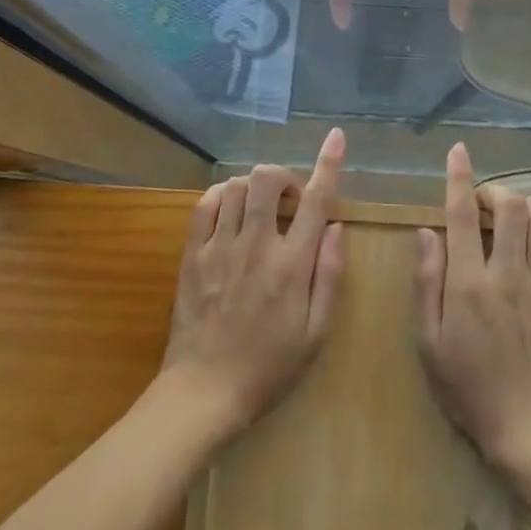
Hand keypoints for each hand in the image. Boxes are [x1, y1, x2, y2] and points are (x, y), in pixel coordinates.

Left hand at [161, 128, 347, 435]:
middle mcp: (257, 246)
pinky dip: (222, 195)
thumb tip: (336, 227)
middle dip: (282, 176)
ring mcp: (220, 246)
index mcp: (292, 265)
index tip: (337, 138)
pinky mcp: (193, 253)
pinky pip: (206, 203)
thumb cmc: (269, 366)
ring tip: (259, 210)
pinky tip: (231, 211)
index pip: (315, 200)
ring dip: (254, 187)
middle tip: (288, 201)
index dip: (329, 164)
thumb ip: (330, 276)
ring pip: (237, 186)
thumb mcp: (316, 333)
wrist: (205, 391)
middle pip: (267, 179)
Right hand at [415, 143, 530, 473]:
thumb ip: (426, 282)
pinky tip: (530, 237)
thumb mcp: (429, 343)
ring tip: (504, 214)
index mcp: (469, 283)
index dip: (459, 178)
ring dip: (519, 205)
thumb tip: (426, 233)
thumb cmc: (469, 389)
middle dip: (494, 189)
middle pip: (509, 206)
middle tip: (480, 199)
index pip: (461, 215)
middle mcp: (507, 273)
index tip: (458, 152)